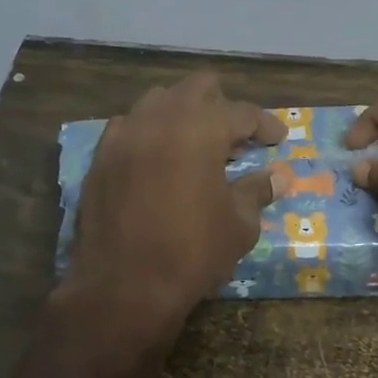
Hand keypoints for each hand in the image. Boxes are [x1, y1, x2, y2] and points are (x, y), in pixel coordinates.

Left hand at [67, 73, 285, 328]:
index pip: (241, 112)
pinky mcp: (100, 159)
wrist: (125, 287)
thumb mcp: (239, 225)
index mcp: (200, 129)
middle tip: (237, 137)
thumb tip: (277, 177)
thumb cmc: (192, 254)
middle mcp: (159, 120)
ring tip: (196, 144)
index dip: (265, 124)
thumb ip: (257, 191)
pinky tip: (158, 159)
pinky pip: (128, 128)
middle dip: (222, 106)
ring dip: (183, 114)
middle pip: (196, 89)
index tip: (277, 139)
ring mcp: (123, 136)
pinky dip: (149, 134)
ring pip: (158, 102)